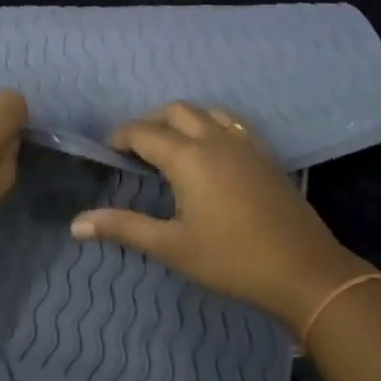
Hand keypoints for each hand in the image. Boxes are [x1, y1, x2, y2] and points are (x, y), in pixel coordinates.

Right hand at [70, 101, 372, 331]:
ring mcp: (244, 142)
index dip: (119, 137)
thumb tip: (75, 224)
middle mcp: (214, 138)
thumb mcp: (171, 247)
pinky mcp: (264, 153)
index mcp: (188, 156)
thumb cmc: (231, 259)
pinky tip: (209, 152)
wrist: (304, 270)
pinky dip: (209, 124)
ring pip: (205, 111)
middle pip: (174, 111)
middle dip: (149, 122)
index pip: (142, 132)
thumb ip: (123, 228)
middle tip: (135, 150)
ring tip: (170, 147)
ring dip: (181, 119)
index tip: (107, 152)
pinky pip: (230, 122)